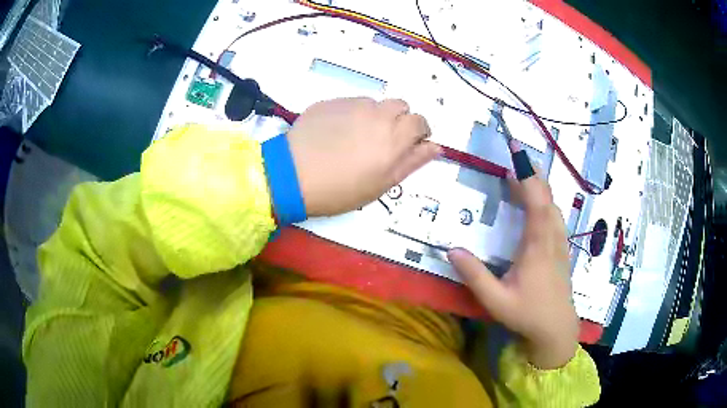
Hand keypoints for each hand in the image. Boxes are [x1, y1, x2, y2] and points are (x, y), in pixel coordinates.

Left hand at [287, 97, 440, 216]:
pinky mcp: (331, 102)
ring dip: (374, 116)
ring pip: (375, 104)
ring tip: (355, 138)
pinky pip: (350, 103)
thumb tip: (435, 147)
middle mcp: (377, 114)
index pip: (420, 121)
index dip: (418, 132)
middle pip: (400, 106)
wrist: (292, 175)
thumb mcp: (382, 183)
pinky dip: (351, 114)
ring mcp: (352, 104)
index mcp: (394, 136)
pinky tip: (335, 133)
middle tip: (383, 141)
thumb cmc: (340, 189)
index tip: (409, 144)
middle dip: (399, 120)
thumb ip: (412, 162)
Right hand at [447, 153, 577, 369]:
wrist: (557, 329)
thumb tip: (451, 249)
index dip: (528, 176)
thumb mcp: (496, 301)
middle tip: (517, 155)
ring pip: (553, 206)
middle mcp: (552, 239)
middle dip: (533, 173)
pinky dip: (545, 201)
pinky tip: (538, 202)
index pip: (536, 203)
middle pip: (547, 198)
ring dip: (540, 186)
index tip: (516, 154)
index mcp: (537, 247)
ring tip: (523, 173)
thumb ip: (475, 276)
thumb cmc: (527, 315)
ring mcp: (560, 243)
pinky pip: (556, 216)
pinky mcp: (562, 249)